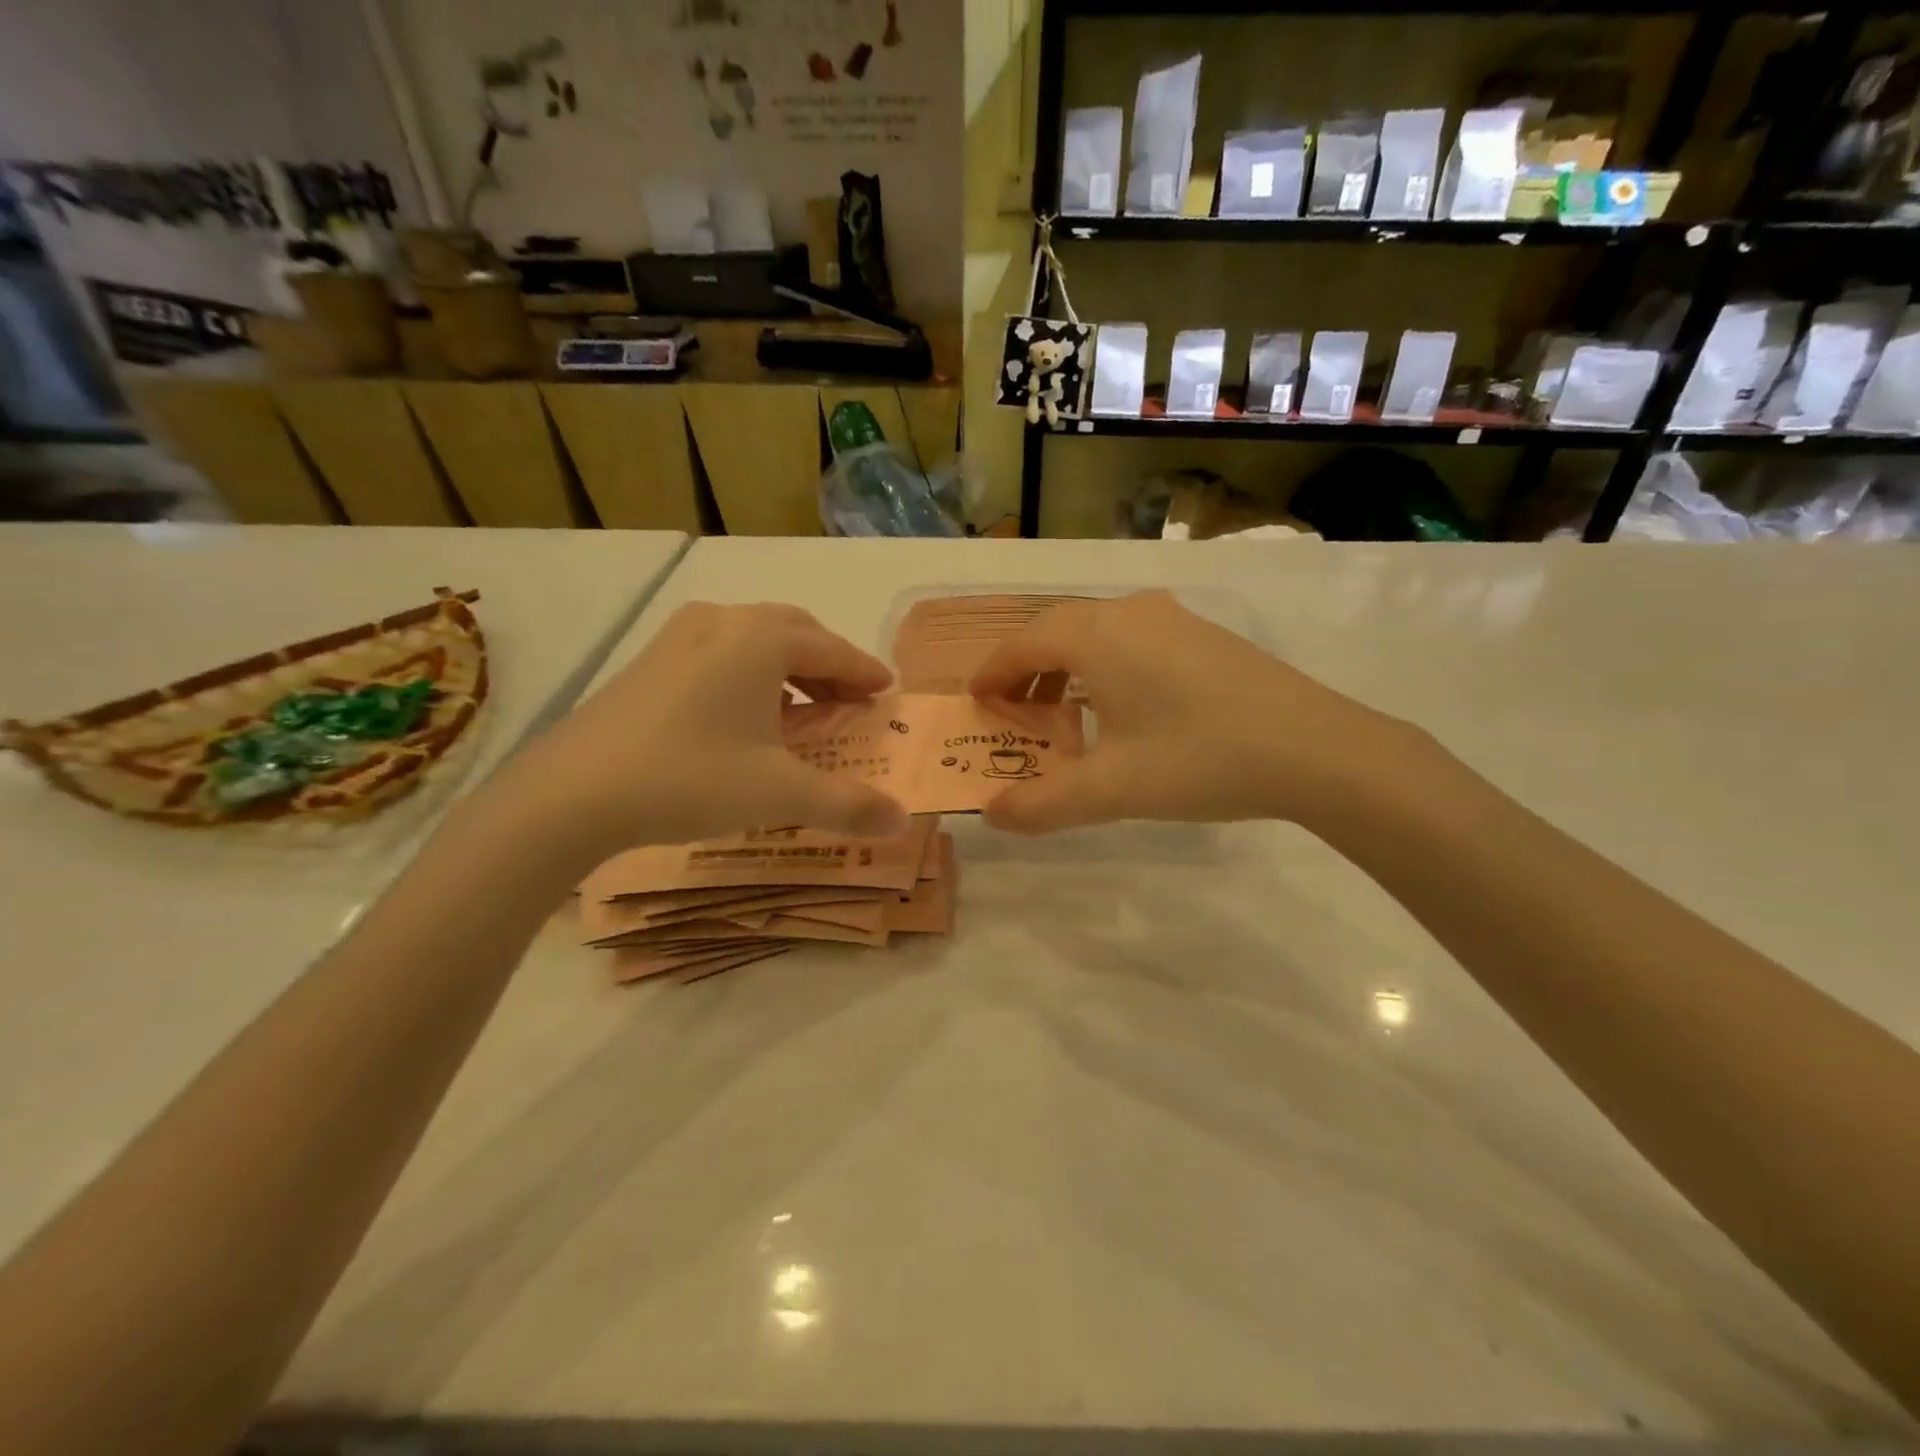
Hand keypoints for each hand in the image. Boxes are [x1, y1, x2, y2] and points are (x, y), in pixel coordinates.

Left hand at [495, 602, 908, 856]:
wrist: (572, 792)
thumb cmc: (690, 778)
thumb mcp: (780, 795)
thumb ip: (848, 804)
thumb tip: (903, 821)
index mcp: (761, 640)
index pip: (832, 649)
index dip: (864, 671)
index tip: (887, 690)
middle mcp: (723, 622)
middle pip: (795, 632)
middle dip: (830, 663)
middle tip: (851, 698)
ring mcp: (680, 637)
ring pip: (754, 638)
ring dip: (789, 667)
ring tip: (804, 707)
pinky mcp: (651, 659)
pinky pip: (721, 652)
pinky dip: (751, 673)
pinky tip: (747, 714)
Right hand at [969, 591, 1420, 833]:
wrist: (1315, 748)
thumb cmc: (1200, 758)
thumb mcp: (1112, 790)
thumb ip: (1043, 804)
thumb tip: (991, 816)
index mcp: (1097, 636)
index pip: (1023, 642)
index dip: (993, 671)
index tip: (976, 699)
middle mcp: (1130, 612)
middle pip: (1057, 629)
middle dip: (1026, 668)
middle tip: (1014, 710)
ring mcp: (1173, 618)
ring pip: (1097, 631)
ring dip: (1067, 666)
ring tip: (1062, 712)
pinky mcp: (1203, 635)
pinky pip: (1132, 638)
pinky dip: (1105, 665)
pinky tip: (1122, 707)